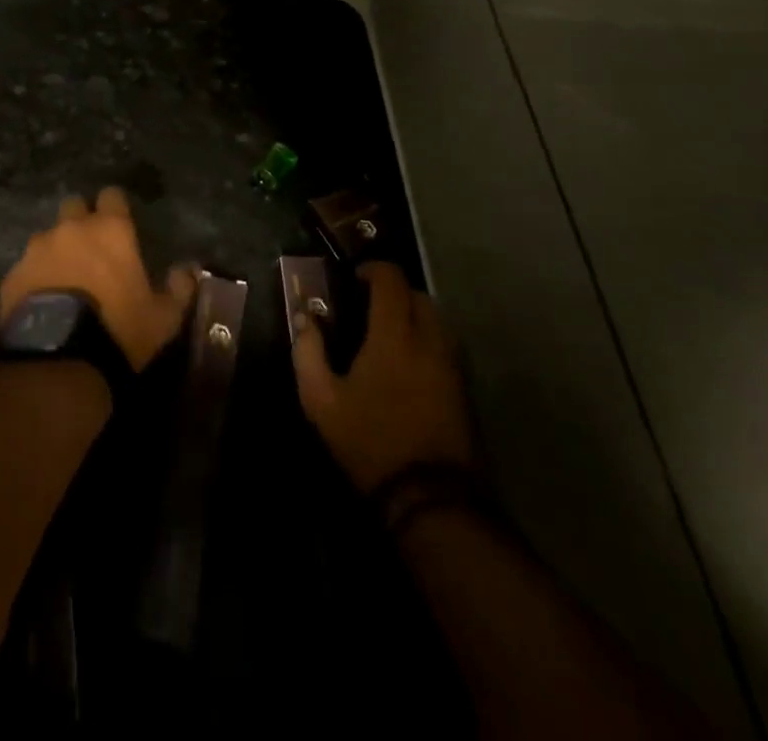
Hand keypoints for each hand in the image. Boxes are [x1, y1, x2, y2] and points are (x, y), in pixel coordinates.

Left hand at [0, 187, 198, 371]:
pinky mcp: (12, 275)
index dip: (115, 207)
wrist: (60, 358)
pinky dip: (34, 278)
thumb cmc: (119, 329)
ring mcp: (37, 249)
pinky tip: (41, 302)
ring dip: (56, 251)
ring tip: (63, 281)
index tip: (119, 222)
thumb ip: (178, 288)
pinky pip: (26, 268)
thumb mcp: (163, 317)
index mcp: (110, 230)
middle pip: (74, 206)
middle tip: (91, 249)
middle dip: (81, 220)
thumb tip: (188, 270)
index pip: (112, 195)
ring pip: (47, 237)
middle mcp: (71, 229)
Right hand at [293, 262, 474, 491]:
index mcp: (394, 335)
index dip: (373, 270)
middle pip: (418, 295)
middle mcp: (429, 340)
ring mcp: (451, 365)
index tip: (354, 278)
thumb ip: (308, 352)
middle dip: (394, 291)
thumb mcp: (321, 400)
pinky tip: (408, 363)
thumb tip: (304, 318)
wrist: (430, 497)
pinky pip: (445, 345)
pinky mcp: (463, 388)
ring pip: (437, 320)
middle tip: (368, 306)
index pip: (391, 280)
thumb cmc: (370, 440)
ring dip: (413, 314)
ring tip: (388, 334)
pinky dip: (427, 339)